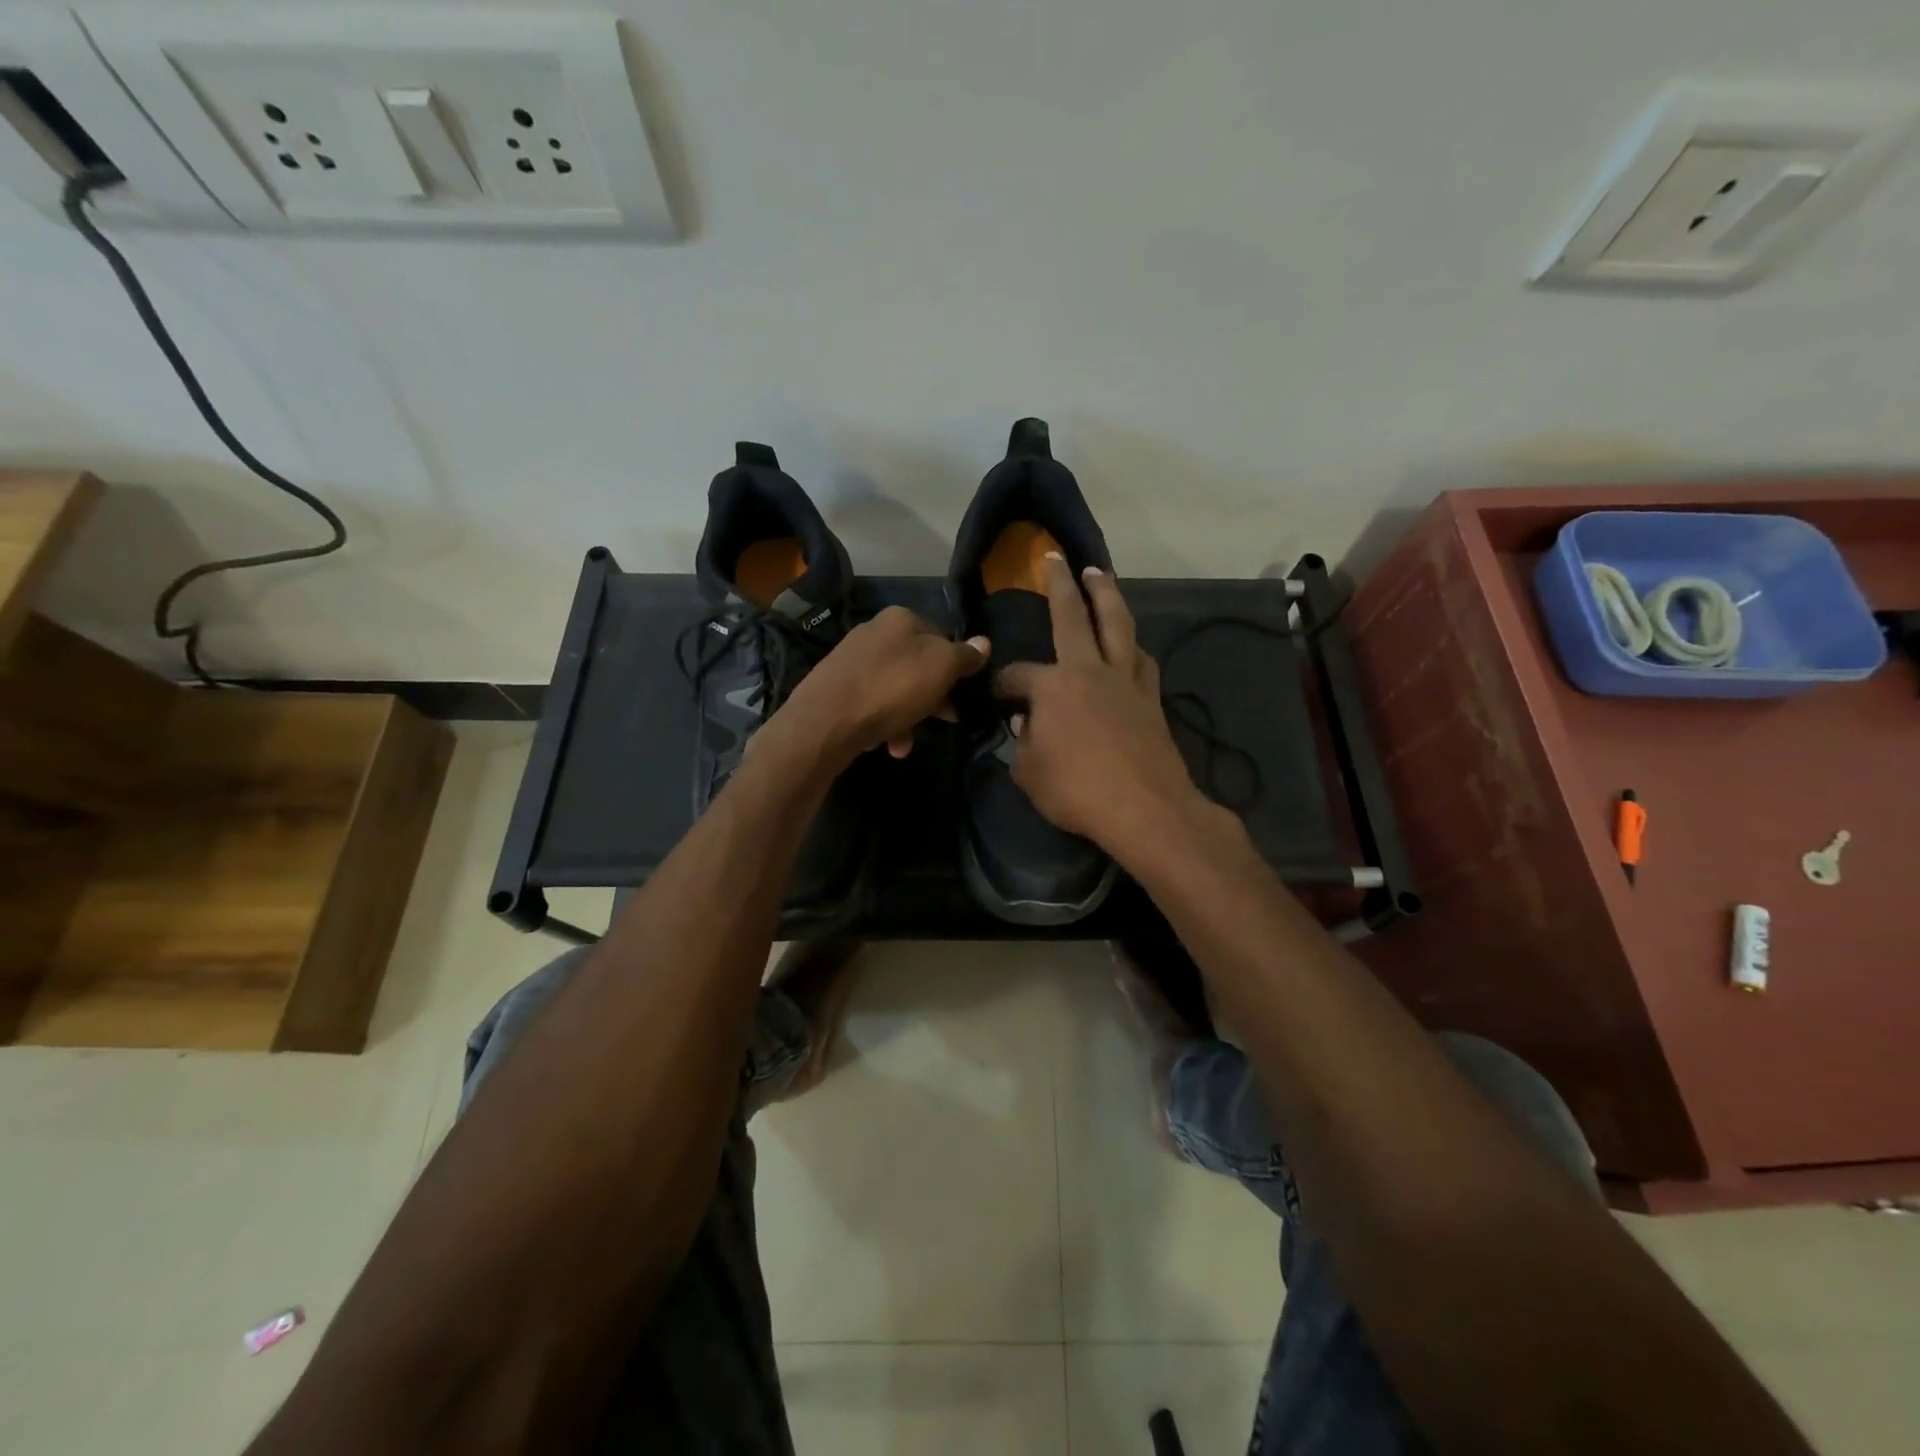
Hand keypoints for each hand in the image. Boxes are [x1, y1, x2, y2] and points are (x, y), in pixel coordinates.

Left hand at [767, 606, 988, 770]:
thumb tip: (984, 643)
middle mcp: (874, 631)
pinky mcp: (835, 687)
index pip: (942, 636)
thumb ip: (964, 655)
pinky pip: (871, 703)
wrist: (825, 721)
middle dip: (932, 697)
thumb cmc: (891, 688)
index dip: (957, 667)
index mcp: (901, 618)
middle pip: (918, 665)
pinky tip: (884, 743)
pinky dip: (883, 722)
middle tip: (944, 722)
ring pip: (895, 688)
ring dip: (908, 717)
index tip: (963, 695)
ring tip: (905, 744)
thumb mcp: (941, 668)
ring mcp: (851, 659)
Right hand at [996, 555, 1207, 858]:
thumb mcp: (1030, 773)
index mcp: (1054, 686)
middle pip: (1074, 616)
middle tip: (1055, 557)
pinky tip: (1129, 644)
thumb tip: (1026, 723)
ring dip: (1107, 596)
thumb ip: (1022, 743)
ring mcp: (1127, 680)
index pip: (1017, 675)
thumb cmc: (1078, 791)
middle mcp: (1090, 670)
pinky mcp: (1152, 698)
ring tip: (1100, 576)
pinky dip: (1131, 644)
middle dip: (1061, 584)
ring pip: (1118, 624)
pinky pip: (1140, 659)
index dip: (1003, 684)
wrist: (1147, 808)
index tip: (998, 699)